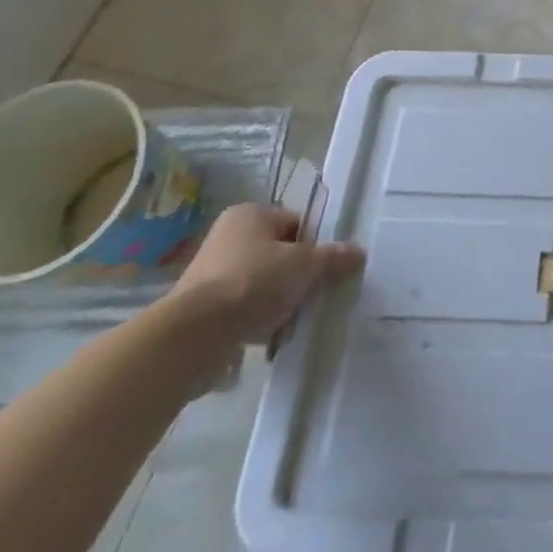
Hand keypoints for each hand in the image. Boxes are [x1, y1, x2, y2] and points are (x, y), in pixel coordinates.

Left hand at [164, 203, 364, 347]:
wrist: (194, 336)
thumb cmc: (253, 282)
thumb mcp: (304, 265)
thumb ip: (332, 257)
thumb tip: (358, 252)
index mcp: (251, 214)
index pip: (295, 222)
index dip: (314, 244)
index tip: (326, 267)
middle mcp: (228, 237)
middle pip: (278, 253)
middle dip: (297, 275)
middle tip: (315, 293)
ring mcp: (211, 274)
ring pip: (261, 283)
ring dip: (278, 300)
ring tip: (295, 317)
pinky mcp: (201, 310)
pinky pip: (242, 309)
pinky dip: (258, 321)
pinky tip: (272, 337)